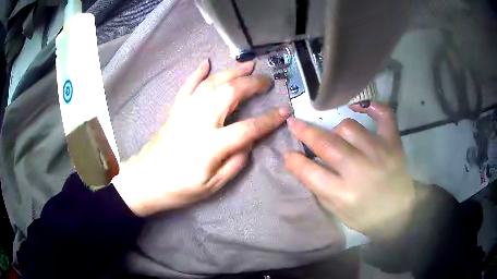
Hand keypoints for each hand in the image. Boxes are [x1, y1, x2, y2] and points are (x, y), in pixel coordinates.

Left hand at [113, 59, 290, 215]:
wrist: (145, 180)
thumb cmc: (179, 188)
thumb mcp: (212, 186)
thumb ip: (235, 163)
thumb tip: (249, 142)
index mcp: (211, 145)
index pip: (248, 128)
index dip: (269, 119)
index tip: (285, 112)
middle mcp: (199, 121)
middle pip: (230, 93)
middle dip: (252, 83)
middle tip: (266, 80)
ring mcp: (185, 112)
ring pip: (211, 83)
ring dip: (231, 71)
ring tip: (247, 64)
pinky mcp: (174, 110)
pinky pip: (187, 86)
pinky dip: (197, 72)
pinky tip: (205, 62)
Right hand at [285, 102, 415, 240]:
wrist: (400, 212)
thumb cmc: (366, 216)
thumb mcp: (338, 211)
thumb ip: (319, 187)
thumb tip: (301, 162)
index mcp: (344, 194)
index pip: (310, 172)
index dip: (294, 161)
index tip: (288, 154)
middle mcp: (360, 170)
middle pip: (326, 143)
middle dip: (305, 131)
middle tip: (294, 124)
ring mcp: (379, 152)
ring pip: (348, 127)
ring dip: (336, 130)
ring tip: (336, 137)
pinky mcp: (393, 143)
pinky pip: (383, 114)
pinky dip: (370, 106)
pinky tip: (358, 106)